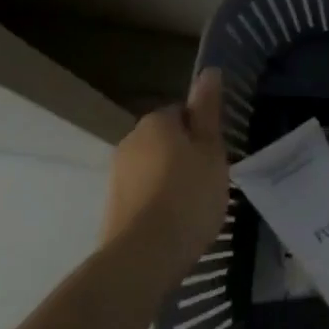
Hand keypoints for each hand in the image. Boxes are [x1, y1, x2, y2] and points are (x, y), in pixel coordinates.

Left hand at [101, 69, 231, 282]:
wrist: (143, 257)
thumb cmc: (188, 195)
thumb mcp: (211, 150)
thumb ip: (208, 111)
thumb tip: (208, 71)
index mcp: (156, 121)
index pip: (182, 113)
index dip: (202, 132)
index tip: (216, 155)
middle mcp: (130, 140)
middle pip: (166, 140)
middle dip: (184, 155)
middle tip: (209, 180)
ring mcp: (117, 175)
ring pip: (153, 168)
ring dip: (170, 179)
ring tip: (193, 207)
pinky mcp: (112, 207)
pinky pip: (142, 194)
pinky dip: (157, 203)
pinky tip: (173, 224)